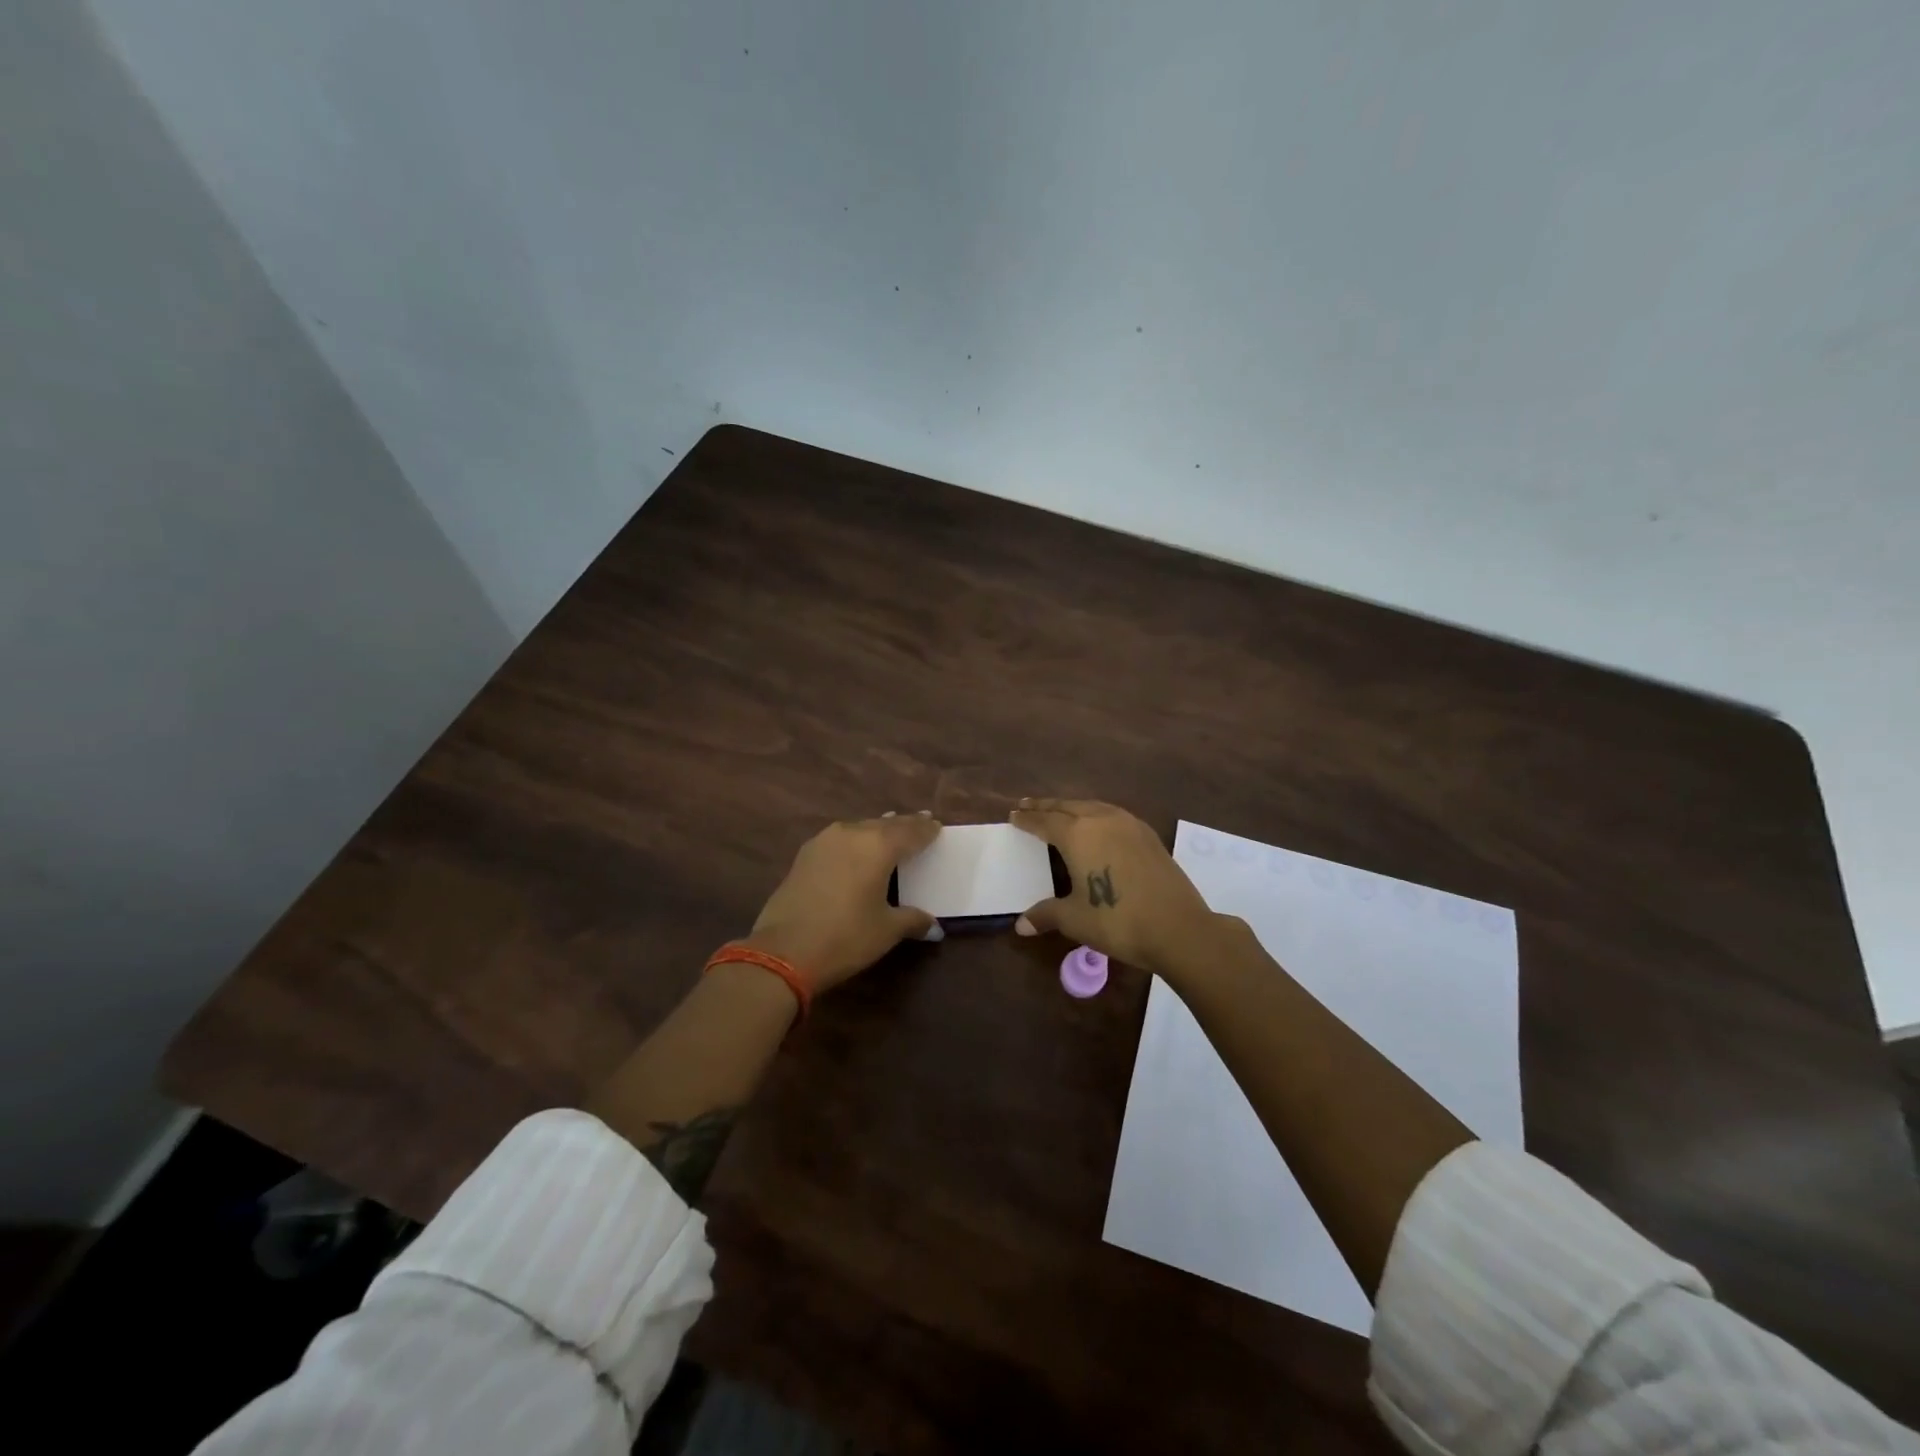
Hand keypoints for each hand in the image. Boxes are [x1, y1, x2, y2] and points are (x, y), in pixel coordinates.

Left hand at [745, 813, 942, 994]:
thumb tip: (934, 926)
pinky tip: (856, 850)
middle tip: (919, 823)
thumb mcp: (886, 930)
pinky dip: (855, 841)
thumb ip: (912, 920)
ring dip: (877, 829)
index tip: (936, 826)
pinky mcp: (804, 855)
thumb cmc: (845, 937)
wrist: (783, 951)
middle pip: (885, 825)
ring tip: (889, 831)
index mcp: (878, 846)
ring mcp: (824, 842)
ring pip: (859, 828)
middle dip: (904, 825)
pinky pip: (840, 839)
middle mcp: (852, 834)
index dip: (925, 830)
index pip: (910, 832)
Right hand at [1009, 799, 1222, 975]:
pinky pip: (1113, 815)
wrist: (1178, 928)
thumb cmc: (1117, 921)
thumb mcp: (1075, 919)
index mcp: (1077, 835)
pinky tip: (1098, 825)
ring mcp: (1129, 825)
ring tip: (1060, 811)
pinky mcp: (1148, 835)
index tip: (1014, 814)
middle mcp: (1101, 820)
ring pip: (1093, 806)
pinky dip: (1096, 814)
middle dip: (1046, 806)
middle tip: (1028, 804)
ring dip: (1072, 807)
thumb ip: (1046, 915)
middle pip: (1067, 806)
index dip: (1027, 819)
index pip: (1045, 821)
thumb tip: (1020, 925)